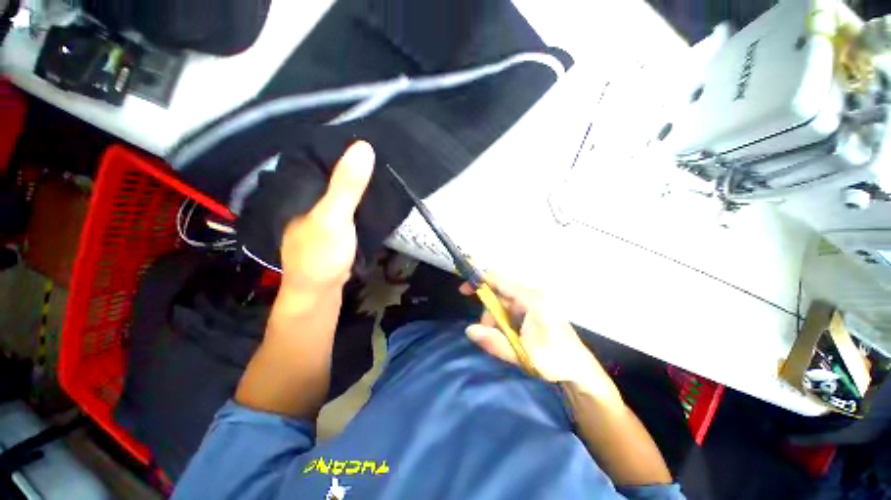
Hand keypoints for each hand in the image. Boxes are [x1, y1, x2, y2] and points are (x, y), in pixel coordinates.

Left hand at [279, 141, 374, 291]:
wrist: (320, 291)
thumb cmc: (321, 253)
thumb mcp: (334, 216)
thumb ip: (347, 185)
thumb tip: (363, 145)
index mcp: (303, 188)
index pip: (322, 155)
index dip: (342, 142)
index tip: (369, 130)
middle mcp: (310, 195)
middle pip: (333, 171)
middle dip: (355, 160)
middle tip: (383, 147)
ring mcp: (322, 211)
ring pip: (341, 188)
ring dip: (359, 178)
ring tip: (383, 165)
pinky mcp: (335, 224)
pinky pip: (348, 203)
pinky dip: (360, 196)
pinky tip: (374, 193)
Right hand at [460, 274, 603, 383]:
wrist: (579, 369)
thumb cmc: (554, 360)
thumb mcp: (523, 354)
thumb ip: (495, 342)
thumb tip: (469, 330)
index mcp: (532, 299)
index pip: (500, 281)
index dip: (480, 282)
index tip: (463, 290)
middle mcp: (532, 295)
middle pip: (500, 293)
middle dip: (489, 311)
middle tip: (486, 331)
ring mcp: (534, 301)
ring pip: (504, 303)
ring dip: (496, 319)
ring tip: (501, 339)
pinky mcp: (534, 309)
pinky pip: (512, 308)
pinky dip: (504, 320)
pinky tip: (510, 335)